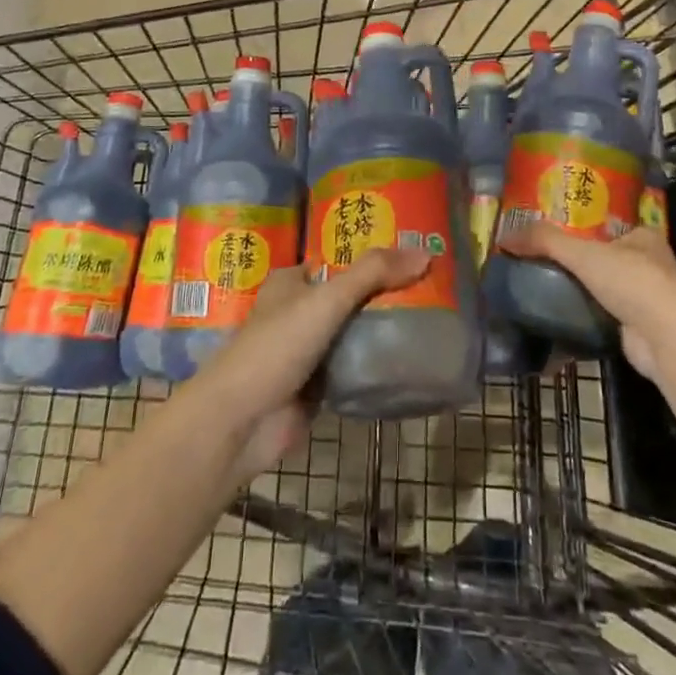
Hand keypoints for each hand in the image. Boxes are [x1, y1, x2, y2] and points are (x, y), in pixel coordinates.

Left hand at [195, 247, 429, 479]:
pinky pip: (355, 366)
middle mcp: (299, 310)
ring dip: (383, 327)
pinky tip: (412, 355)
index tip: (413, 252)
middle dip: (384, 292)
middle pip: (350, 294)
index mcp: (292, 281)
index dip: (372, 254)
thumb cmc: (276, 347)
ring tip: (433, 315)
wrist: (242, 422)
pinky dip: (377, 362)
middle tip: (433, 285)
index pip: (338, 258)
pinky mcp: (318, 385)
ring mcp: (309, 350)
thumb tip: (425, 254)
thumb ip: (372, 274)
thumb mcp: (326, 299)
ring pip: (354, 331)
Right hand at [501, 222, 675, 379]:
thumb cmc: (632, 282)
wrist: (667, 340)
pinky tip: (557, 319)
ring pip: (602, 290)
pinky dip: (582, 319)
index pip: (605, 226)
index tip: (549, 235)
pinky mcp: (637, 329)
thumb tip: (505, 238)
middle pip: (602, 258)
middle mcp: (649, 265)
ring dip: (578, 293)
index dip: (578, 228)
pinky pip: (601, 318)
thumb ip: (545, 241)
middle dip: (575, 263)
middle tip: (539, 262)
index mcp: (643, 237)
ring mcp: (646, 299)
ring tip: (541, 289)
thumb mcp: (583, 253)